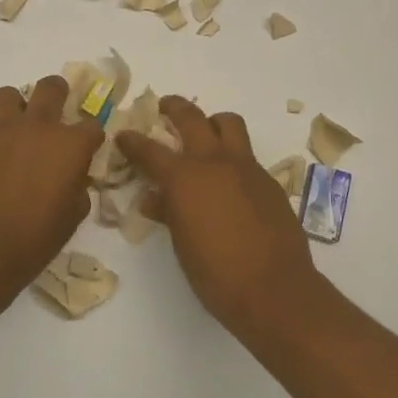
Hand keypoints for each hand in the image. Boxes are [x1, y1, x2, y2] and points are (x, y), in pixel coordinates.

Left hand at [0, 76, 102, 295]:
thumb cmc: (33, 240)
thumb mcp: (70, 219)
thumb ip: (77, 189)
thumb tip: (73, 180)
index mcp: (69, 146)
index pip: (93, 124)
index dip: (92, 136)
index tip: (88, 148)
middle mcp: (37, 128)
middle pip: (52, 88)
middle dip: (59, 94)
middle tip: (57, 112)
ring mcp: (1, 133)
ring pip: (10, 95)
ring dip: (19, 106)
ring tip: (19, 131)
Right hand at [118, 97, 320, 326]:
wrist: (274, 290)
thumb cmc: (216, 274)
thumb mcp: (181, 244)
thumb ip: (167, 212)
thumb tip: (154, 198)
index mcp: (185, 178)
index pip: (150, 150)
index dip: (133, 141)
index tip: (123, 134)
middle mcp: (215, 162)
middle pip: (192, 118)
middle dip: (174, 108)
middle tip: (165, 108)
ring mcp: (247, 168)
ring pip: (229, 124)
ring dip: (212, 122)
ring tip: (204, 134)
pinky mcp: (269, 181)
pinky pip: (247, 155)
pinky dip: (233, 157)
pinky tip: (229, 182)